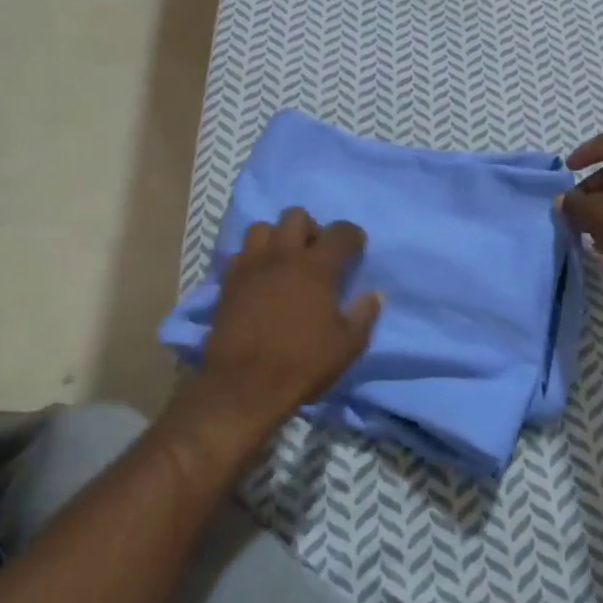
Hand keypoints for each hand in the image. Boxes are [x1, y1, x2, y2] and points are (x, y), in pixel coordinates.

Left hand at [180, 209, 380, 459]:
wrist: (243, 386)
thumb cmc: (302, 364)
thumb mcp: (347, 346)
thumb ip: (363, 315)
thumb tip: (374, 294)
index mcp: (317, 267)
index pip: (340, 232)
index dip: (352, 236)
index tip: (356, 248)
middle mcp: (283, 256)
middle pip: (296, 216)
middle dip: (311, 228)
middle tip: (316, 254)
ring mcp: (251, 266)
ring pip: (262, 227)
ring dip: (277, 238)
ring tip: (283, 261)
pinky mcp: (228, 281)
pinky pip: (240, 253)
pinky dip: (253, 258)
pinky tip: (260, 278)